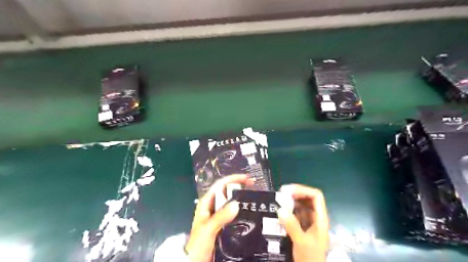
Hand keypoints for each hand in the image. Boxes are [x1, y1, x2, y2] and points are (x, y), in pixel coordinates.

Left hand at [185, 174, 253, 261]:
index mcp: (206, 203)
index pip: (220, 185)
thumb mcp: (209, 228)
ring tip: (253, 194)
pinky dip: (240, 208)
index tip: (246, 178)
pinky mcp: (222, 223)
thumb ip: (221, 216)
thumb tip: (236, 203)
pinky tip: (248, 208)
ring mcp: (218, 215)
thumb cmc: (198, 244)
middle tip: (253, 184)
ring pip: (230, 201)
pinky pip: (233, 212)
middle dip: (239, 185)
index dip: (232, 179)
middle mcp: (212, 206)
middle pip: (226, 191)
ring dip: (240, 196)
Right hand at [277, 185, 327, 261]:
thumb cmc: (311, 257)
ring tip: (279, 200)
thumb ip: (292, 226)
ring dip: (291, 201)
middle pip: (308, 198)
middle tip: (281, 194)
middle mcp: (316, 217)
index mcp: (320, 218)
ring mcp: (310, 222)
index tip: (289, 191)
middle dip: (295, 194)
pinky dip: (289, 209)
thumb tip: (280, 209)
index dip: (303, 190)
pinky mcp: (303, 227)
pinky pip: (297, 213)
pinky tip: (281, 211)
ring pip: (302, 205)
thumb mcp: (301, 242)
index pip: (316, 196)